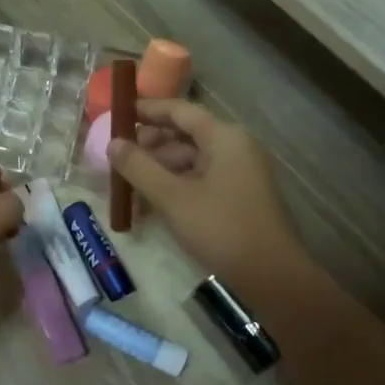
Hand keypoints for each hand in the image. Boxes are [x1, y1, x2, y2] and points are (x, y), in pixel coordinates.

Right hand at [106, 98, 304, 290]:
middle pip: (185, 135)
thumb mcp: (173, 198)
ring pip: (191, 160)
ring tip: (128, 184)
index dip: (146, 110)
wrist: (272, 275)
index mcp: (224, 137)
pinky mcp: (239, 196)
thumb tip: (112, 143)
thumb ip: (139, 167)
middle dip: (149, 145)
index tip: (116, 114)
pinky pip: (200, 180)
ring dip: (159, 169)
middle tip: (116, 157)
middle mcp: (235, 147)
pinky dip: (176, 185)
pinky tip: (151, 202)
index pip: (179, 111)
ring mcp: (240, 172)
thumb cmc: (221, 228)